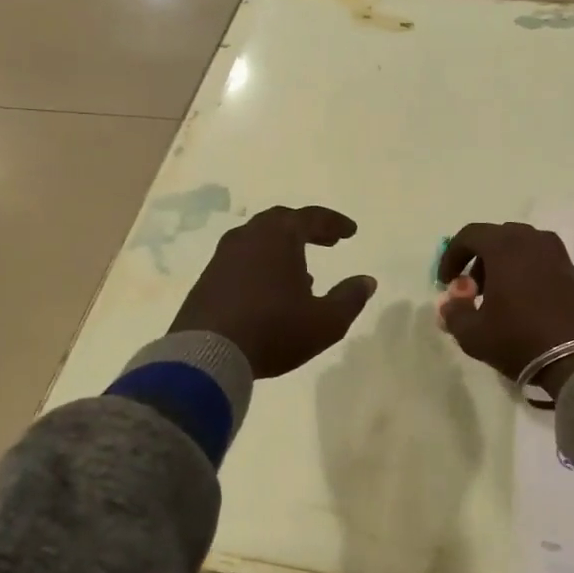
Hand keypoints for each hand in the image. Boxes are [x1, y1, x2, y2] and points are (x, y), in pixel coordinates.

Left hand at [171, 206, 376, 377]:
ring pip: (258, 240)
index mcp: (279, 236)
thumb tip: (367, 281)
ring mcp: (223, 257)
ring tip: (302, 270)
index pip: (312, 217)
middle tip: (327, 240)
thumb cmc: (274, 330)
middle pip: (281, 221)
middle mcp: (248, 237)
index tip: (351, 232)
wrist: (207, 355)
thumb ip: (349, 298)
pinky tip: (270, 290)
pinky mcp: (207, 279)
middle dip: (307, 229)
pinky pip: (242, 260)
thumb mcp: (325, 321)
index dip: (334, 223)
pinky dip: (262, 265)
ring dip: (283, 248)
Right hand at [437, 222, 573, 395]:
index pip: (469, 235)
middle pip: (497, 238)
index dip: (452, 256)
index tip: (446, 281)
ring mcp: (557, 254)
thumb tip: (450, 303)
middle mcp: (532, 240)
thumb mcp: (473, 333)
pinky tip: (523, 304)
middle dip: (479, 260)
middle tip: (472, 290)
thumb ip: (454, 313)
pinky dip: (526, 273)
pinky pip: (541, 262)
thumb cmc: (519, 338)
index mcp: (505, 246)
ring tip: (498, 298)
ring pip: (521, 249)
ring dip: (503, 266)